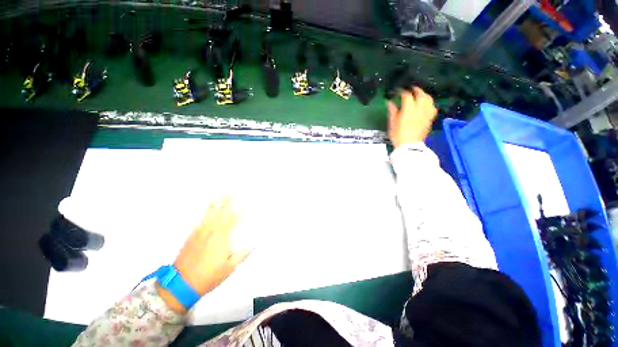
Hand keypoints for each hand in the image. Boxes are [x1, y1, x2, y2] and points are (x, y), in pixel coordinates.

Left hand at [158, 196, 249, 312]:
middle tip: (232, 189)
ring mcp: (201, 232)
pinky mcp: (192, 235)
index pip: (234, 220)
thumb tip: (253, 244)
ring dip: (217, 202)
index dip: (241, 210)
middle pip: (222, 212)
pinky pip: (201, 219)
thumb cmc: (208, 276)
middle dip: (228, 200)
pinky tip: (209, 207)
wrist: (181, 283)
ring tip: (221, 193)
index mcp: (222, 238)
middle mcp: (212, 231)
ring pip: (210, 213)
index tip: (246, 202)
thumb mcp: (229, 268)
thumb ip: (242, 254)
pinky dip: (206, 211)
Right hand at [387, 87, 437, 147]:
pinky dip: (430, 104)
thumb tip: (389, 102)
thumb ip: (392, 111)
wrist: (409, 146)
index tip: (398, 91)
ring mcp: (426, 114)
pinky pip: (433, 108)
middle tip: (411, 89)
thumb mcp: (392, 123)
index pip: (407, 95)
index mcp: (408, 110)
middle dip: (416, 90)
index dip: (402, 92)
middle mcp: (419, 109)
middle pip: (420, 95)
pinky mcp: (430, 119)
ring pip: (428, 100)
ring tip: (420, 95)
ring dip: (424, 95)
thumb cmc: (398, 135)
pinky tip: (427, 105)